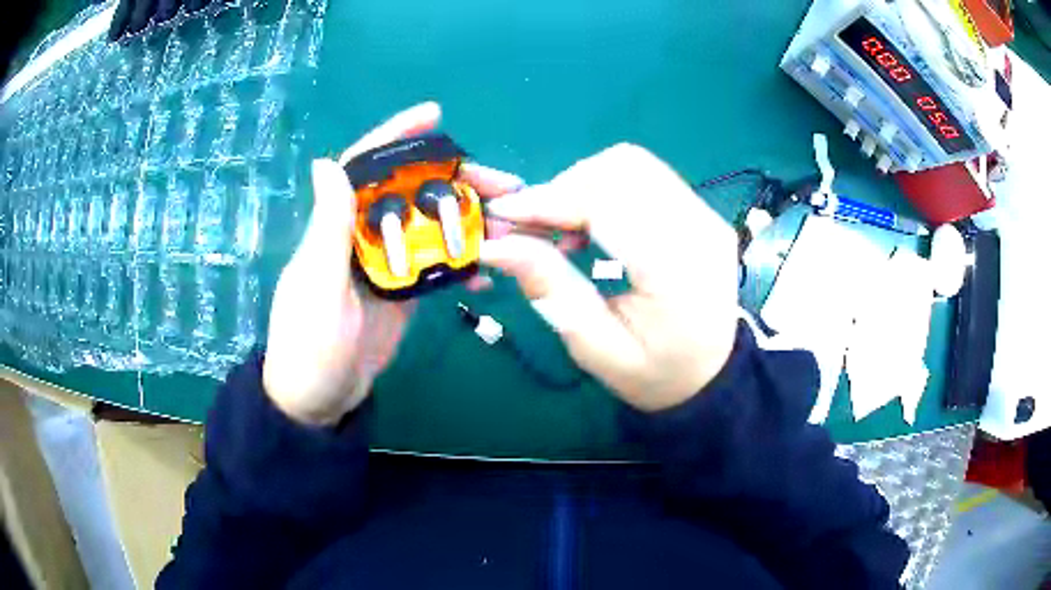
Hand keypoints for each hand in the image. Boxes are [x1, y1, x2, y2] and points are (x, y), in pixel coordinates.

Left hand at [262, 102, 523, 424]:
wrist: (318, 400)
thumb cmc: (309, 343)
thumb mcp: (316, 284)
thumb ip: (328, 227)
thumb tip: (325, 160)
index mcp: (339, 225)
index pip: (366, 167)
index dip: (397, 137)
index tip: (435, 117)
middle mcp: (364, 235)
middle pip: (413, 193)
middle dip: (457, 181)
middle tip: (505, 184)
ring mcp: (387, 264)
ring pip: (432, 227)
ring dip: (470, 221)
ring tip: (511, 222)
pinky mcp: (404, 292)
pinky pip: (438, 267)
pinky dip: (464, 264)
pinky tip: (490, 270)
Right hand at [480, 144, 739, 411]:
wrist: (711, 375)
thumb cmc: (655, 374)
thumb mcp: (597, 348)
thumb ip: (551, 290)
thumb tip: (496, 244)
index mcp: (677, 270)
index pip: (608, 203)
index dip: (549, 199)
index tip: (503, 213)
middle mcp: (700, 229)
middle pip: (622, 168)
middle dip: (565, 187)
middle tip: (534, 227)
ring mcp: (706, 215)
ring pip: (632, 164)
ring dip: (584, 184)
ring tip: (564, 227)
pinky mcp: (702, 211)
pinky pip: (645, 176)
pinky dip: (605, 187)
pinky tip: (592, 223)